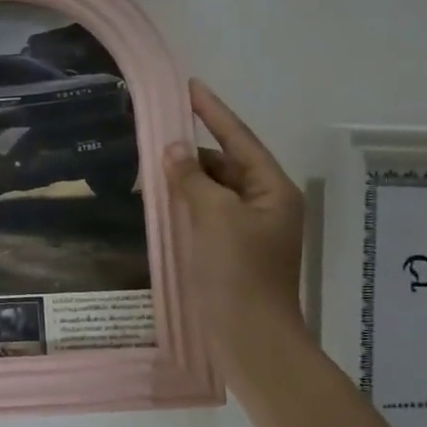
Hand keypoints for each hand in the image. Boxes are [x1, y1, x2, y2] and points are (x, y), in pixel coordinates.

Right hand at [165, 80, 306, 366]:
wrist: (251, 340)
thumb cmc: (239, 274)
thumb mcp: (214, 218)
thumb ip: (192, 179)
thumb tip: (174, 148)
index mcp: (273, 190)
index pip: (240, 139)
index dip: (213, 112)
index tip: (189, 86)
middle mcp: (266, 205)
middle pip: (228, 165)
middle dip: (194, 153)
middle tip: (156, 136)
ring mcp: (250, 231)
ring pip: (215, 191)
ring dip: (188, 180)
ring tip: (153, 170)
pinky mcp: (233, 252)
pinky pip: (208, 215)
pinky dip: (187, 206)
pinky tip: (162, 203)